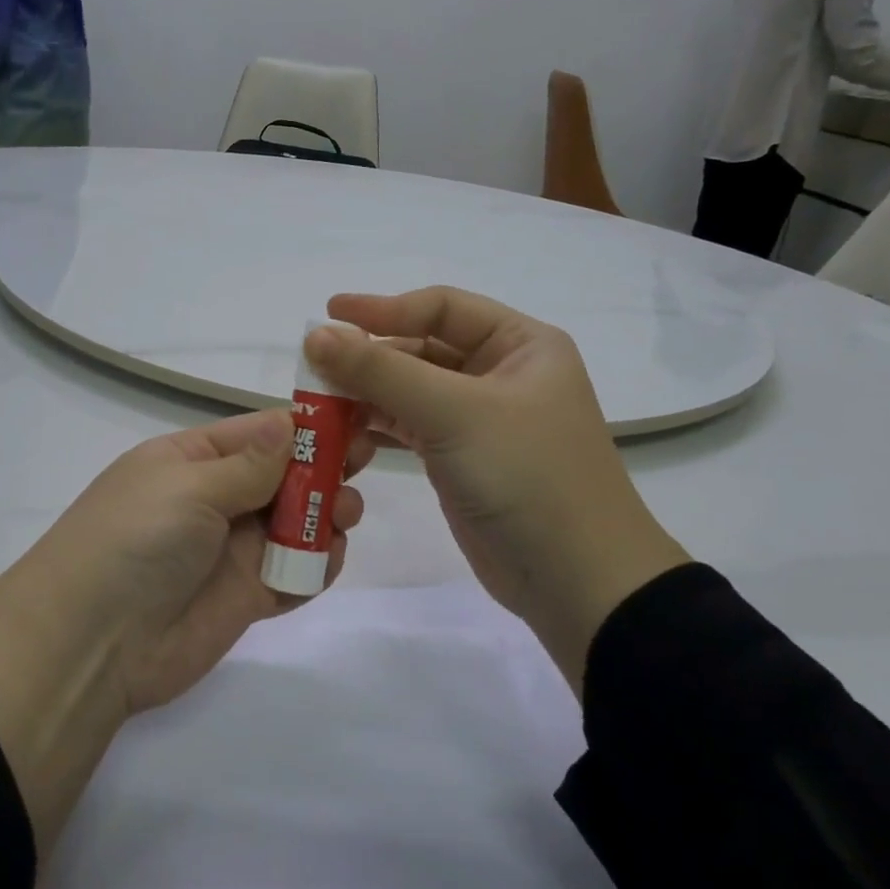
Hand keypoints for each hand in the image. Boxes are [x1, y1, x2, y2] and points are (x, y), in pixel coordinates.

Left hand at [0, 411, 369, 851]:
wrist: (91, 643)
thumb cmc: (136, 539)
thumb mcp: (189, 485)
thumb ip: (251, 463)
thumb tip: (290, 424)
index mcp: (194, 459)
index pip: (261, 433)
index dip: (306, 427)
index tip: (355, 418)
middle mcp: (216, 499)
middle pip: (285, 476)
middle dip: (324, 469)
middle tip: (364, 463)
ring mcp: (233, 550)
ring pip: (297, 523)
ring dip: (326, 516)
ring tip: (345, 515)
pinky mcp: (246, 598)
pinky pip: (294, 575)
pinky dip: (316, 567)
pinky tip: (327, 561)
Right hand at [307, 289, 688, 695]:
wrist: (576, 580)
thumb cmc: (526, 475)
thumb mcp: (454, 412)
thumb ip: (382, 371)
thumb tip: (317, 335)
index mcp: (520, 344)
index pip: (441, 308)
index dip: (383, 308)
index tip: (329, 314)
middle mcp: (501, 372)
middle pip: (421, 349)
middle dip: (370, 358)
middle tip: (314, 370)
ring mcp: (480, 418)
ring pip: (411, 390)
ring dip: (367, 394)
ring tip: (319, 405)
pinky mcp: (460, 457)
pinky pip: (410, 426)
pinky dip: (377, 426)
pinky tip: (343, 433)